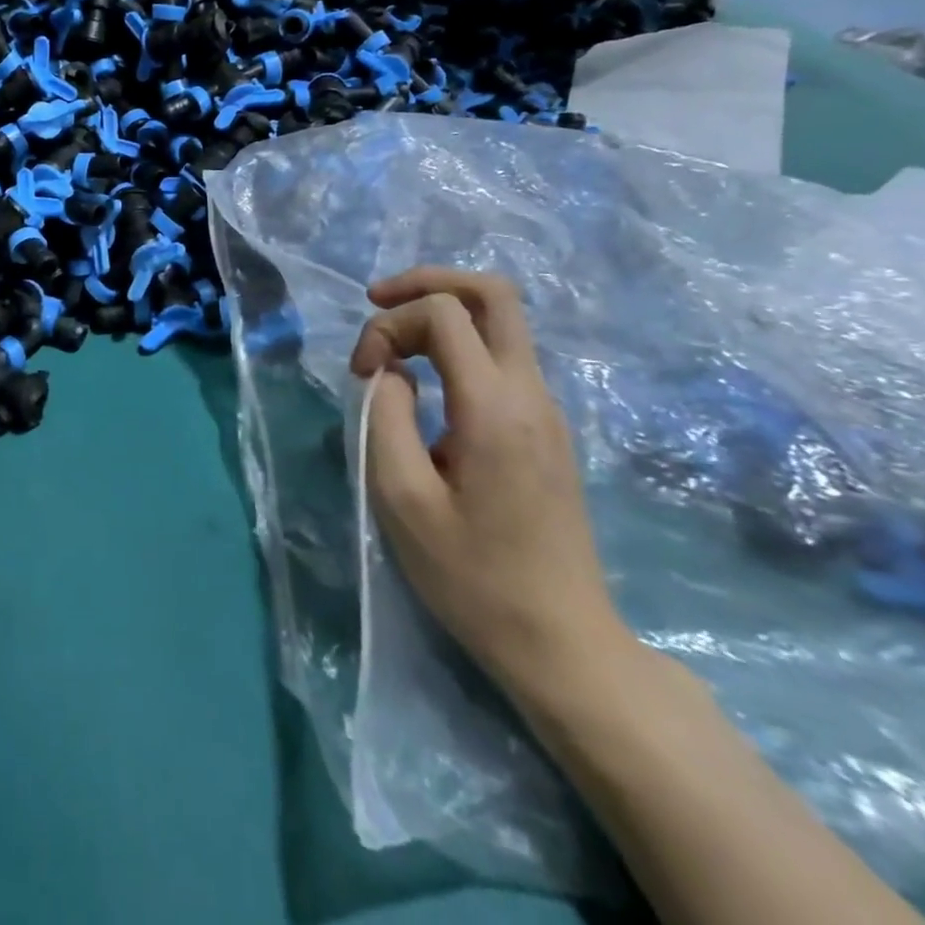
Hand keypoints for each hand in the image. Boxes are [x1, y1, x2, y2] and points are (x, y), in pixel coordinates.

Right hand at [349, 268, 633, 704]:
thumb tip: (393, 373)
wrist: (560, 642)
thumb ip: (385, 416)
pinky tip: (423, 377)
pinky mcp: (545, 429)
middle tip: (377, 302)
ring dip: (440, 314)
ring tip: (391, 344)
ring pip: (501, 320)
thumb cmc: (472, 575)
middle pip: (493, 293)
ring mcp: (546, 410)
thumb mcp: (401, 498)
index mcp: (495, 408)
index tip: (363, 373)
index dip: (390, 323)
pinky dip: (456, 344)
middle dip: (428, 282)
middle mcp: (531, 394)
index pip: (445, 313)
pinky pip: (502, 356)